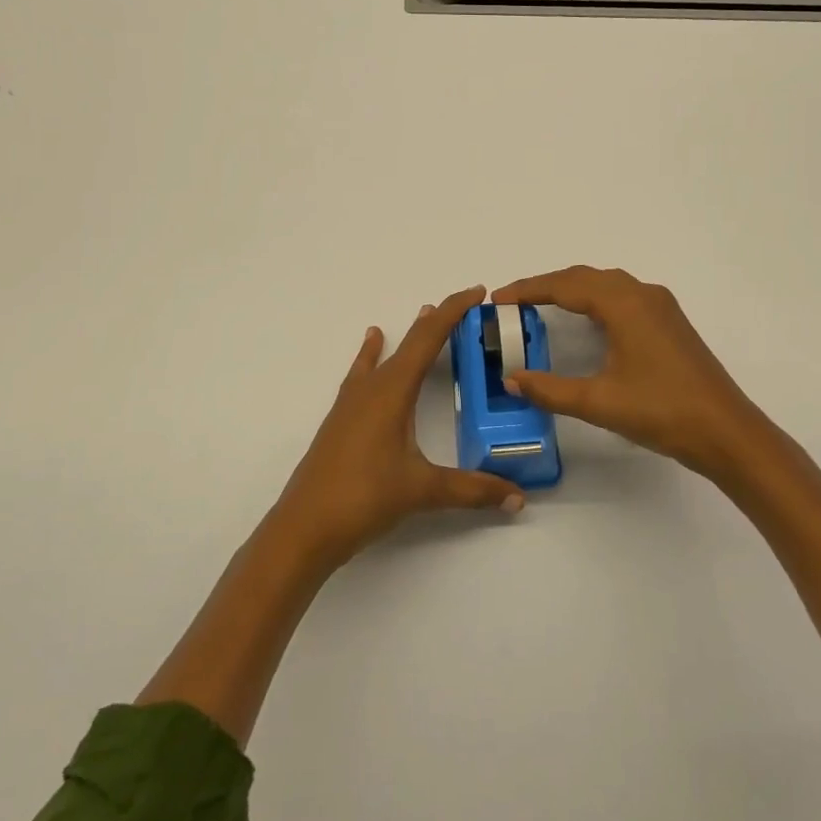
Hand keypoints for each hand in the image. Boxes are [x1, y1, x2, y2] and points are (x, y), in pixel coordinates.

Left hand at [269, 285, 524, 569]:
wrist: (303, 528)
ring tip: (424, 314)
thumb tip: (517, 497)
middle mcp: (371, 388)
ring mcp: (351, 403)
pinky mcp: (341, 420)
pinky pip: (363, 374)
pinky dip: (373, 355)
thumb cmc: (364, 498)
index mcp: (393, 391)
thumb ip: (472, 490)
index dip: (454, 312)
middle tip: (468, 307)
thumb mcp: (422, 491)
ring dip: (409, 336)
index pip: (428, 339)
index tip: (478, 292)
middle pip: (409, 342)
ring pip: (386, 356)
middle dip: (439, 321)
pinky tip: (372, 344)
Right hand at [493, 266, 775, 480]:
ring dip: (573, 289)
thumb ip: (550, 390)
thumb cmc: (662, 411)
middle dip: (547, 285)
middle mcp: (643, 294)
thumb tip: (512, 380)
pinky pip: (623, 297)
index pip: (565, 285)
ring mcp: (661, 307)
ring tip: (542, 305)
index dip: (528, 289)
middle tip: (513, 302)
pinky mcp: (670, 323)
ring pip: (607, 284)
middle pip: (585, 277)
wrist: (727, 432)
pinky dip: (595, 299)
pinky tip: (588, 320)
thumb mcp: (599, 402)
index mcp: (624, 304)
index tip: (497, 299)